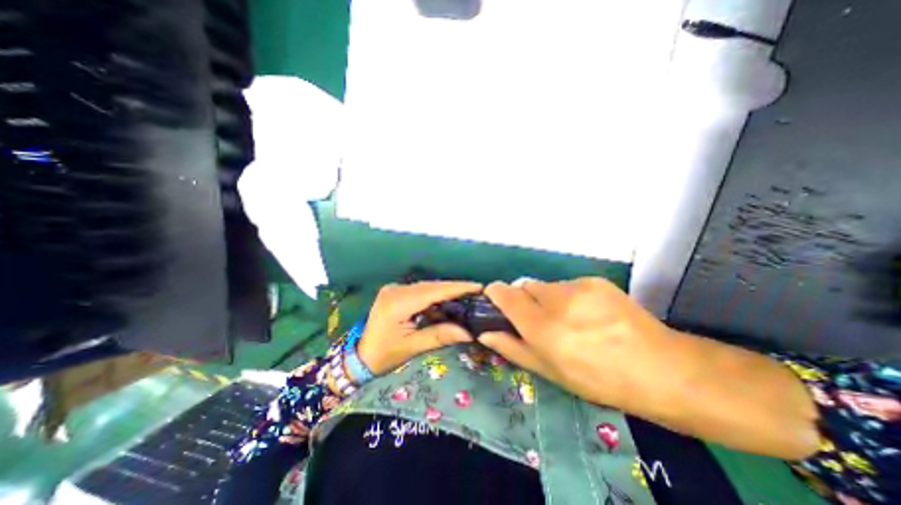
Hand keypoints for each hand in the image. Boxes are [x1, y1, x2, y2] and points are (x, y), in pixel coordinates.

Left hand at [360, 282, 484, 376]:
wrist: (360, 357)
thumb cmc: (384, 355)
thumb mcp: (413, 347)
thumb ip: (440, 335)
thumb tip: (469, 333)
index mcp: (397, 302)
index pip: (433, 291)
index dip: (456, 288)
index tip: (477, 286)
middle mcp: (396, 290)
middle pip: (431, 286)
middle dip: (454, 288)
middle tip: (476, 292)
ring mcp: (395, 289)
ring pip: (427, 287)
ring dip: (446, 292)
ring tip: (466, 296)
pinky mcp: (396, 293)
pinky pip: (421, 291)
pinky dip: (435, 296)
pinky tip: (447, 302)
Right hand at [482, 276, 672, 409]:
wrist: (661, 368)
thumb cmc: (598, 379)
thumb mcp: (550, 372)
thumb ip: (513, 348)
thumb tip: (485, 332)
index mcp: (543, 327)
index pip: (505, 294)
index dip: (495, 293)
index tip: (496, 301)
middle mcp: (557, 301)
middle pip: (525, 286)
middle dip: (524, 300)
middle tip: (539, 320)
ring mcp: (578, 287)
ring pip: (546, 285)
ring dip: (547, 299)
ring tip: (569, 319)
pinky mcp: (595, 280)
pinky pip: (568, 284)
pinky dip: (568, 296)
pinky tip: (588, 314)